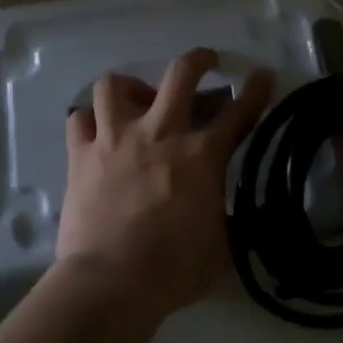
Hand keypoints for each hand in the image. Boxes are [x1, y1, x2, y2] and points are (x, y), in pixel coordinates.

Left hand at [58, 49, 274, 319]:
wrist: (110, 282)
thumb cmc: (173, 269)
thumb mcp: (223, 247)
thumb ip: (233, 219)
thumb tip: (240, 210)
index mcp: (202, 155)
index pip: (239, 112)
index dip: (256, 90)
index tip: (262, 75)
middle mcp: (160, 133)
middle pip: (181, 74)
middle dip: (198, 59)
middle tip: (205, 62)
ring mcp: (115, 138)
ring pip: (114, 85)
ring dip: (129, 86)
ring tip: (137, 98)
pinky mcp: (81, 154)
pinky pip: (79, 118)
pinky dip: (88, 120)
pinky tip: (96, 130)